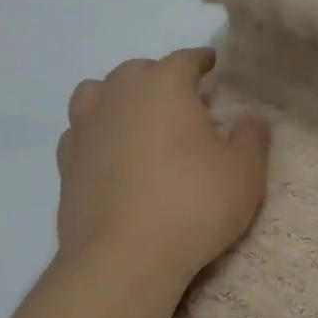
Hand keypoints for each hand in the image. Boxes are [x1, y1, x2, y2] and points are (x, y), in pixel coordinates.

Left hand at [56, 49, 269, 297]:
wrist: (124, 258)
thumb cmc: (194, 204)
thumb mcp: (244, 171)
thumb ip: (252, 136)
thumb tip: (252, 116)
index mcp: (163, 86)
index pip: (184, 59)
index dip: (202, 61)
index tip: (213, 65)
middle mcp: (118, 95)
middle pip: (138, 71)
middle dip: (161, 78)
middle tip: (183, 101)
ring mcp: (84, 128)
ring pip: (99, 94)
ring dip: (120, 99)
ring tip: (139, 120)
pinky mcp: (65, 163)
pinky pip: (82, 132)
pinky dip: (99, 134)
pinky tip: (113, 155)